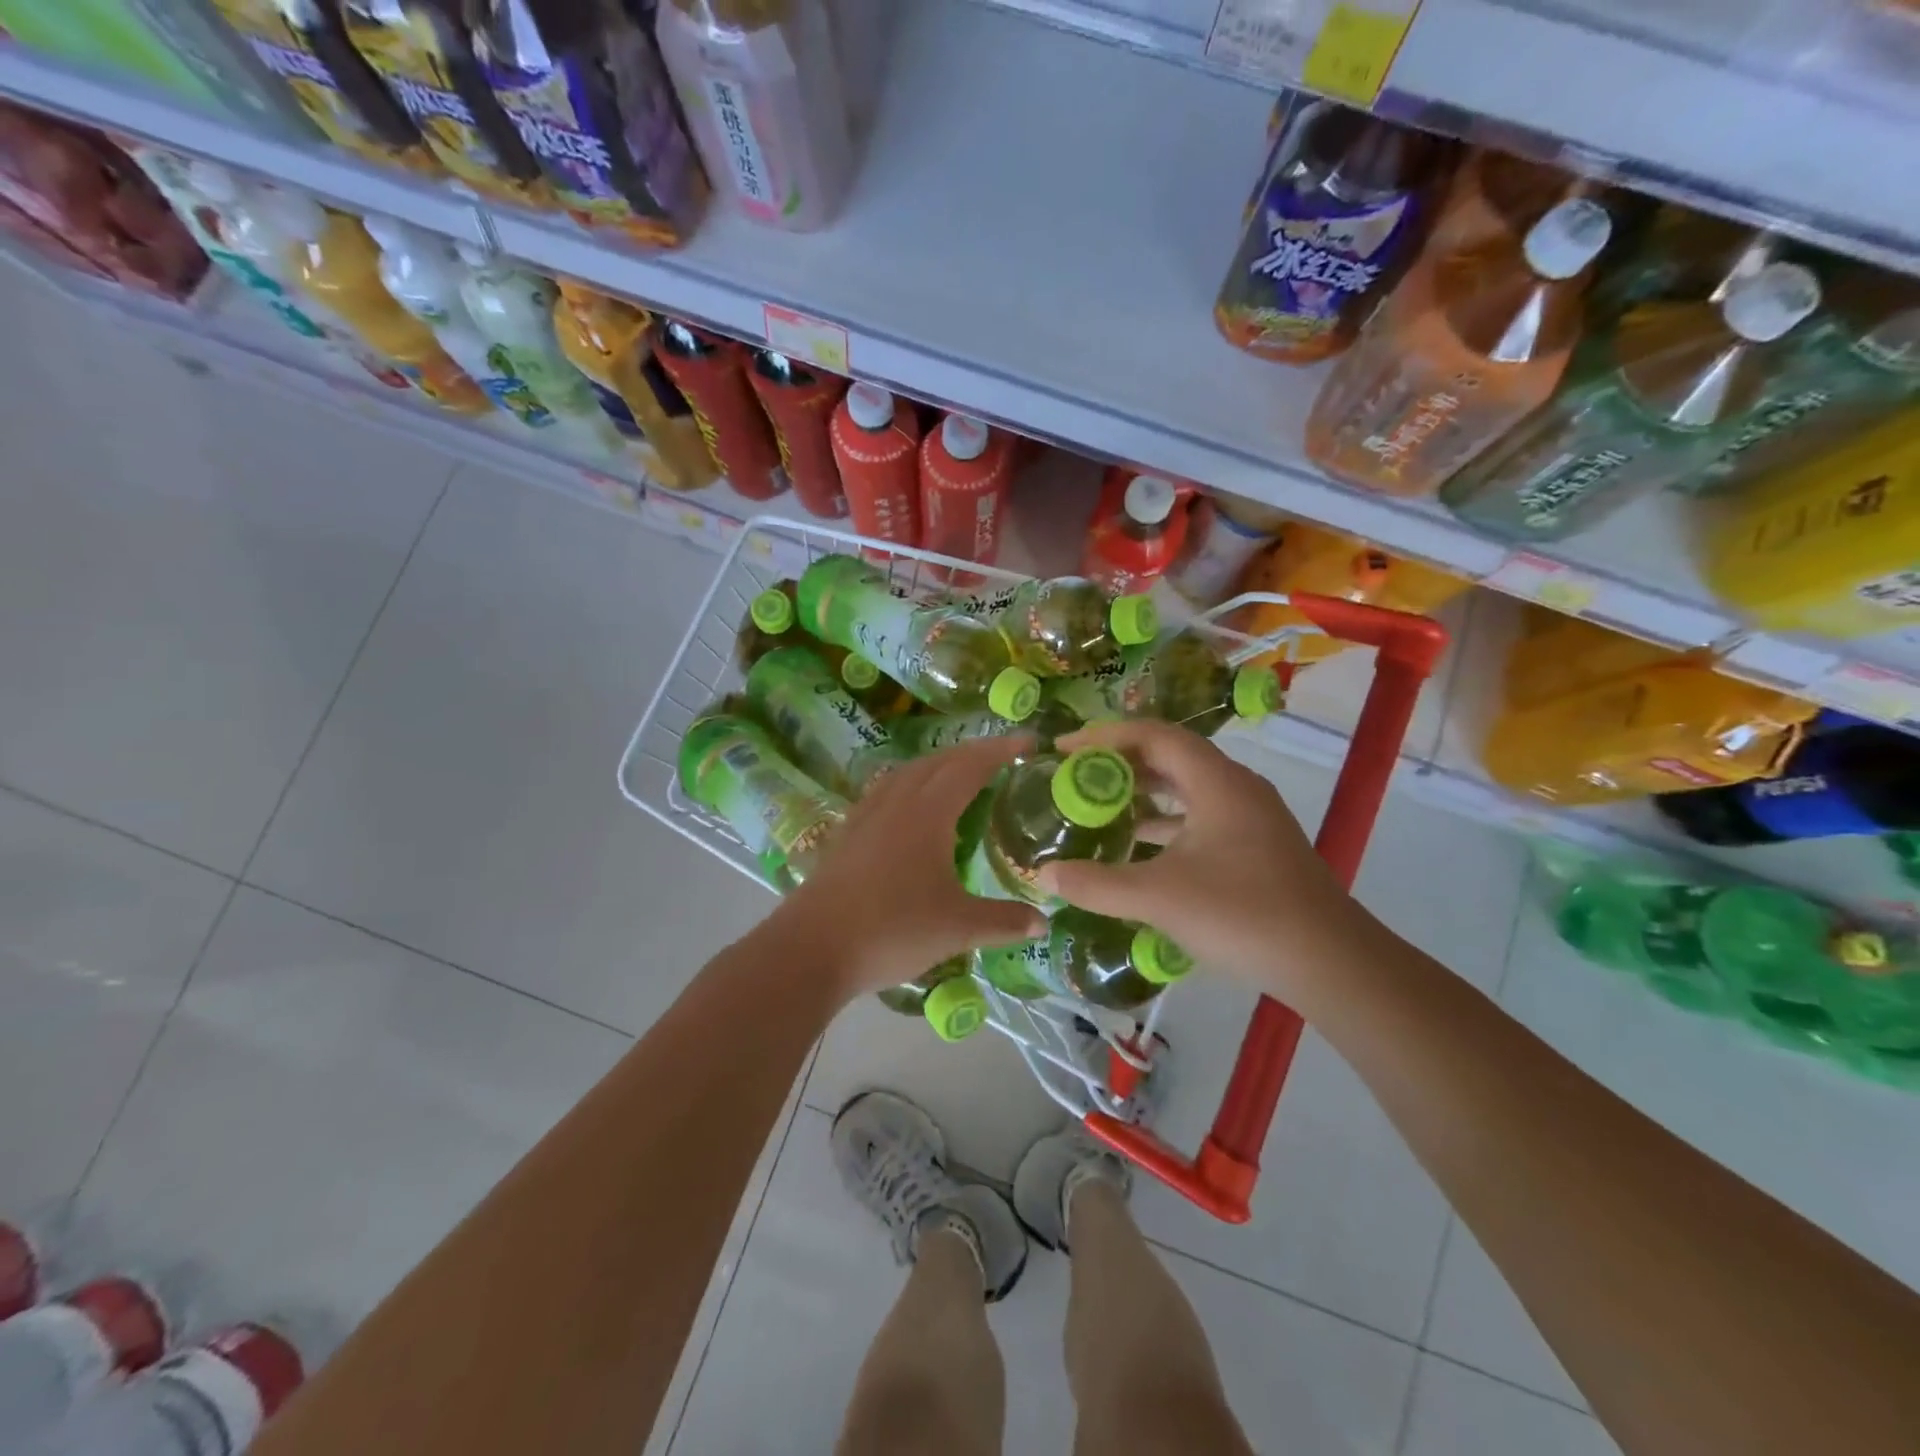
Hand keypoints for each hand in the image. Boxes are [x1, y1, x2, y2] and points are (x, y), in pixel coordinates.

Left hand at [773, 735, 1047, 999]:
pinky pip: (886, 791)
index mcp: (928, 813)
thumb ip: (1004, 921)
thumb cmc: (892, 929)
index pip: (970, 766)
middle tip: (1001, 756)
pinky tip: (910, 807)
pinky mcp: (847, 833)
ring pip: (907, 772)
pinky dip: (910, 784)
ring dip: (938, 765)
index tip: (1027, 741)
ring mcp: (867, 815)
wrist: (813, 947)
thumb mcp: (958, 928)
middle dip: (972, 752)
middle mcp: (897, 802)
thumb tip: (1044, 922)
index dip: (1000, 751)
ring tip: (959, 774)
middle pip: (938, 762)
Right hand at [1035, 720, 1364, 992]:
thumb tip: (1043, 874)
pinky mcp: (1256, 847)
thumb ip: (1097, 884)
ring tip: (1097, 808)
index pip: (1152, 735)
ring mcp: (1250, 818)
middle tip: (1074, 778)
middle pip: (1169, 758)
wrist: (1330, 962)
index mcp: (1217, 781)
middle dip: (1119, 764)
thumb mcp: (1159, 897)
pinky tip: (1137, 849)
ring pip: (1186, 790)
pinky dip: (1165, 825)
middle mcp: (1235, 788)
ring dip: (1142, 795)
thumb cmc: (1243, 914)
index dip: (1104, 736)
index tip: (1063, 750)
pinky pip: (1199, 819)